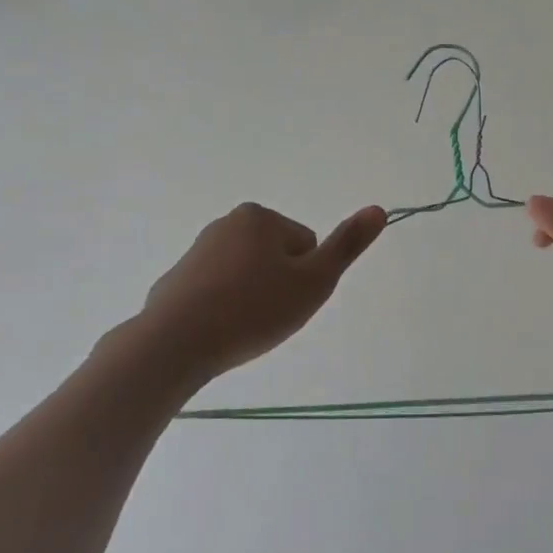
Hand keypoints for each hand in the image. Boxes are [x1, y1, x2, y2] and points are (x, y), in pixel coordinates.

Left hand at [137, 202, 385, 380]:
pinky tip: (216, 334)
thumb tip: (379, 209)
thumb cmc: (252, 309)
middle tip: (266, 318)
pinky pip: (216, 293)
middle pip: (275, 257)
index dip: (305, 278)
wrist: (173, 344)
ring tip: (241, 329)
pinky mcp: (176, 281)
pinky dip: (222, 310)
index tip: (287, 301)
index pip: (305, 245)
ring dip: (251, 299)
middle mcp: (227, 223)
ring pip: (246, 276)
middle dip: (277, 286)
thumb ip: (347, 245)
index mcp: (260, 217)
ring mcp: (197, 251)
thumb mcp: (314, 281)